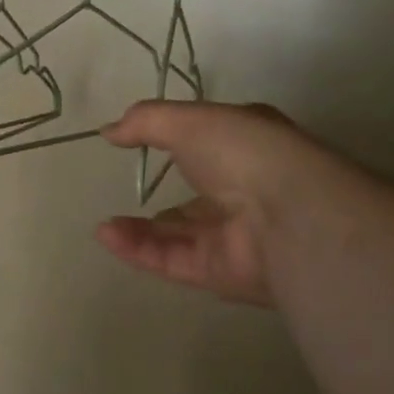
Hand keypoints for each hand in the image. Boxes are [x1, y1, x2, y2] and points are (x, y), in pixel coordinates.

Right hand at [96, 100, 309, 308]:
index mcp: (247, 147)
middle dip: (157, 196)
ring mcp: (233, 236)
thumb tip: (109, 131)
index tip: (137, 141)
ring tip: (104, 225)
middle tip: (119, 191)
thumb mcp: (189, 120)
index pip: (209, 144)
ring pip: (177, 235)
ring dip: (139, 230)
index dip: (176, 141)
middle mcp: (244, 192)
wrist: (290, 219)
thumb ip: (145, 122)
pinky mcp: (220, 273)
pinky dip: (139, 250)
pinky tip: (108, 236)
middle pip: (192, 197)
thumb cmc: (244, 153)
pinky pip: (172, 260)